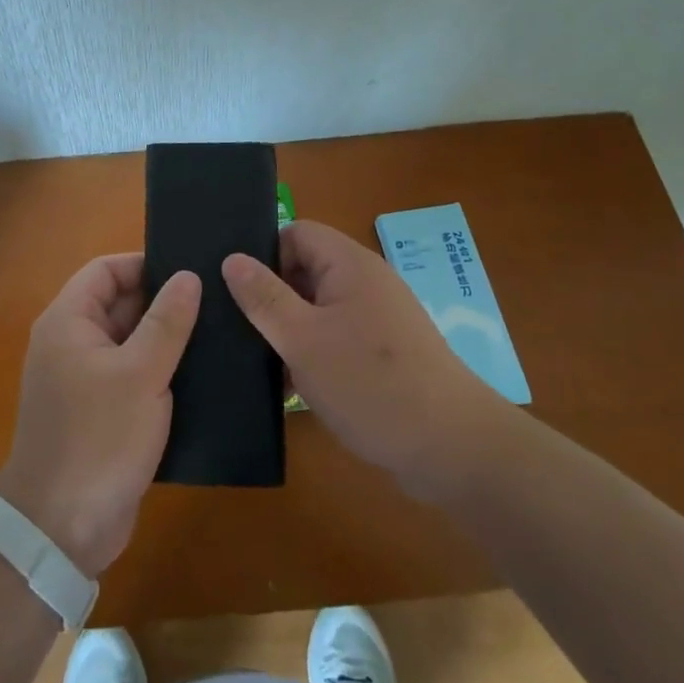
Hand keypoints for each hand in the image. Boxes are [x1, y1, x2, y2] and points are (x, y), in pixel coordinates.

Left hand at [0, 255, 200, 577]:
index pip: (105, 271)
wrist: (60, 531)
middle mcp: (71, 344)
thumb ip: (167, 322)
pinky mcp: (99, 414)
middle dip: (162, 301)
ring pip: (129, 342)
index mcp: (68, 322)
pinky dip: (159, 372)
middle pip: (118, 304)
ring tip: (217, 331)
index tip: (189, 269)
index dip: (144, 264)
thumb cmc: (98, 439)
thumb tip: (188, 276)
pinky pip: (131, 376)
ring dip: (165, 339)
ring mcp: (84, 381)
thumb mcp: (140, 374)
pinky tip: (200, 374)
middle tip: (215, 299)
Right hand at [223, 221, 506, 500]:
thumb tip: (232, 258)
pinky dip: (311, 354)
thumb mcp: (303, 339)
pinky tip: (287, 387)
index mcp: (349, 264)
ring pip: (317, 309)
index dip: (263, 253)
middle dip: (270, 296)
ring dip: (288, 330)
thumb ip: (264, 297)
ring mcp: (377, 319)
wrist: (451, 450)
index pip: (295, 232)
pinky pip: (335, 338)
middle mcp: (365, 282)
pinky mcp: (383, 353)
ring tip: (253, 361)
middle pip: (305, 270)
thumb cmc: (370, 384)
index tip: (235, 289)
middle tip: (235, 327)